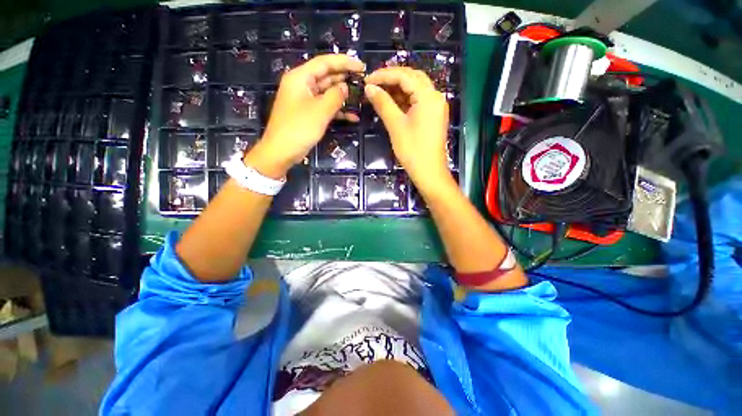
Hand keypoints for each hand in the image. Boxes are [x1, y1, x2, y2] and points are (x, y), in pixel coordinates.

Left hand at [246, 54, 364, 178]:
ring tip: (361, 98)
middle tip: (364, 81)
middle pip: (326, 76)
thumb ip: (335, 96)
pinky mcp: (309, 114)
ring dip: (343, 96)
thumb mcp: (320, 111)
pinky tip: (353, 117)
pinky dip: (338, 111)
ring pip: (327, 93)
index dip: (344, 62)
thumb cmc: (299, 128)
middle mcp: (302, 85)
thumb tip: (346, 87)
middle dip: (345, 79)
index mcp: (300, 78)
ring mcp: (305, 100)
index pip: (324, 63)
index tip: (362, 66)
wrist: (282, 152)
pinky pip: (325, 107)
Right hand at [364, 67, 451, 188]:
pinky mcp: (433, 116)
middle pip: (412, 78)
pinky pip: (418, 101)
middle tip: (372, 84)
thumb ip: (383, 103)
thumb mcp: (396, 126)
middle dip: (391, 79)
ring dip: (397, 89)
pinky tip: (391, 102)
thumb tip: (368, 87)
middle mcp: (435, 96)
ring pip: (415, 89)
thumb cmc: (412, 150)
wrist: (429, 172)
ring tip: (378, 92)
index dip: (384, 75)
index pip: (405, 75)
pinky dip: (404, 100)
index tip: (366, 80)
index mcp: (428, 96)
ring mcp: (435, 106)